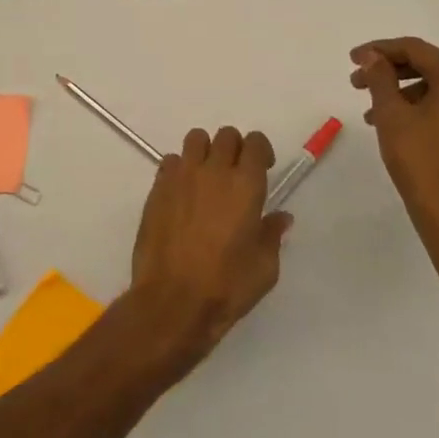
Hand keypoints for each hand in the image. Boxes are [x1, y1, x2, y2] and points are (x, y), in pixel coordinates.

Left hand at [127, 127, 292, 371]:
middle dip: (234, 149)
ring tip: (206, 178)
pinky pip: (170, 161)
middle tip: (235, 175)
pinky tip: (182, 194)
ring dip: (205, 151)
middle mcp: (214, 170)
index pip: (255, 142)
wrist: (172, 302)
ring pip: (195, 139)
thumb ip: (272, 235)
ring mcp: (182, 176)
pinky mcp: (158, 188)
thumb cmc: (226, 286)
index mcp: (245, 184)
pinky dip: (179, 169)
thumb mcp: (264, 268)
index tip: (262, 168)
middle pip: (226, 135)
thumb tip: (280, 217)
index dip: (260, 150)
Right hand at [351, 37, 438, 263]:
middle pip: (426, 67)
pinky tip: (392, 127)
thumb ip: (380, 78)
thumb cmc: (420, 160)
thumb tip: (372, 57)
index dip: (380, 49)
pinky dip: (415, 110)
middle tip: (356, 81)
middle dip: (388, 71)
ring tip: (368, 111)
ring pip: (432, 90)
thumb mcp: (391, 114)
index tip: (353, 58)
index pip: (416, 49)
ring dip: (398, 92)